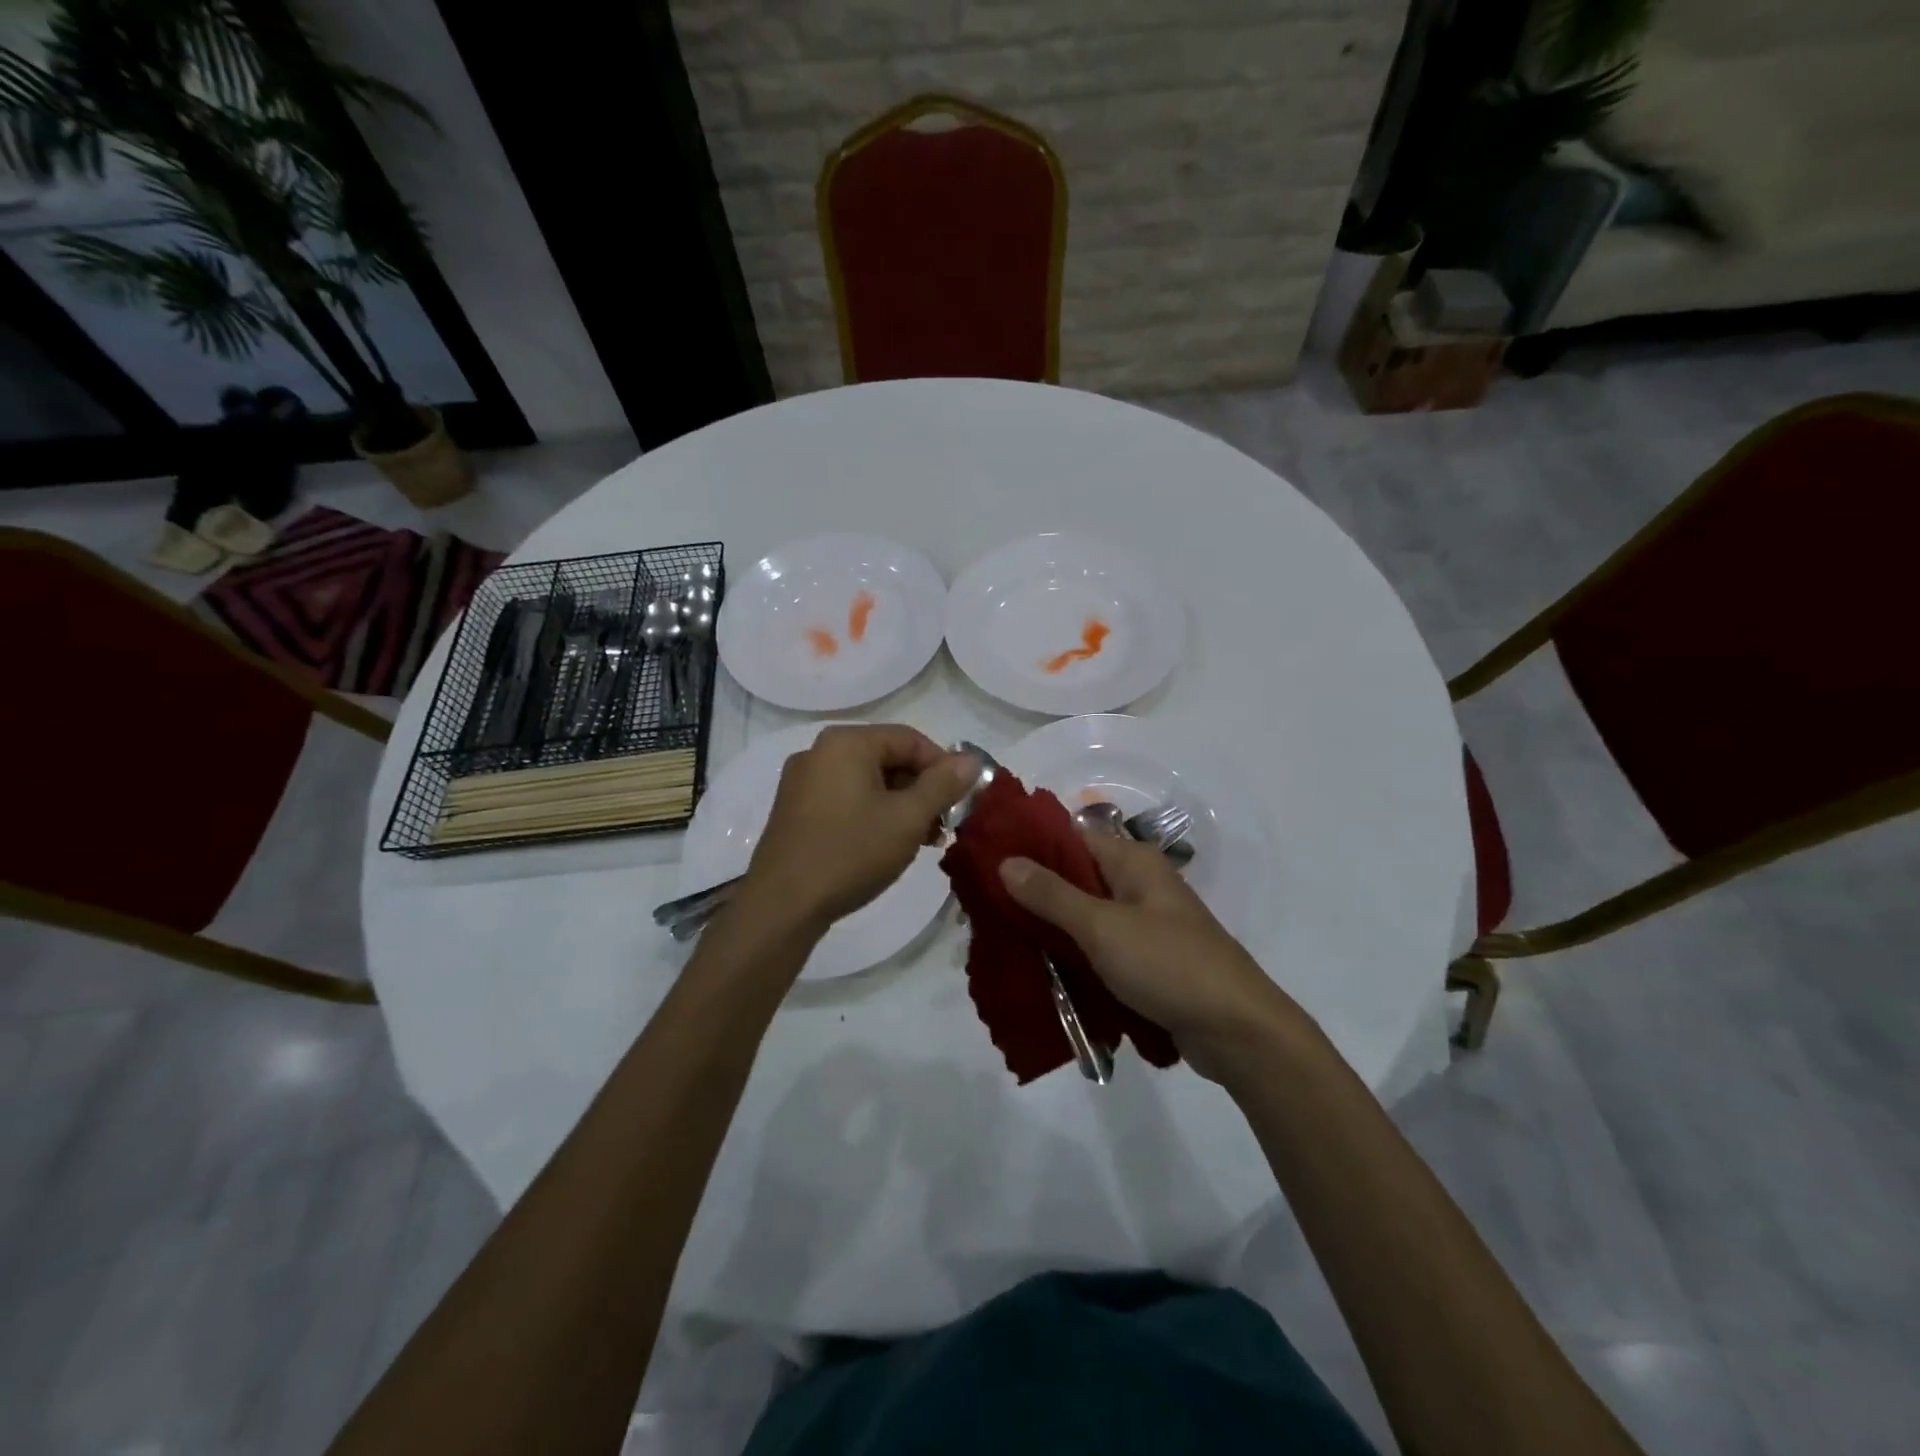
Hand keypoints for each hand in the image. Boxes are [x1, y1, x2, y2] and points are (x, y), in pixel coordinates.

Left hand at [740, 725, 977, 931]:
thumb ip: (943, 785)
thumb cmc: (851, 852)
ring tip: (922, 841)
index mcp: (846, 743)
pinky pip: (846, 799)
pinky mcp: (795, 810)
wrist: (782, 905)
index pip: (911, 739)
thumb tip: (971, 759)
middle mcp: (820, 752)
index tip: (962, 801)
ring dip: (901, 806)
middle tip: (943, 826)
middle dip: (922, 790)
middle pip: (888, 758)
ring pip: (868, 782)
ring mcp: (803, 781)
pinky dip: (873, 814)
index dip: (943, 767)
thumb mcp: (907, 819)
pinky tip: (887, 845)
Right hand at [1000, 833, 1298, 1080]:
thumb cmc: (1168, 964)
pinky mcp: (1146, 961)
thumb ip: (1052, 895)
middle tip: (986, 908)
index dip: (1030, 847)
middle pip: (1076, 878)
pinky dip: (1074, 955)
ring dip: (1052, 928)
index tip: (986, 862)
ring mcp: (1144, 924)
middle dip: (1034, 893)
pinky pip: (1099, 948)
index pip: (1071, 838)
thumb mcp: (1102, 927)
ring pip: (1085, 916)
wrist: (1237, 1030)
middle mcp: (1139, 885)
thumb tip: (1006, 861)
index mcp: (1133, 862)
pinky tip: (1041, 968)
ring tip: (1003, 939)